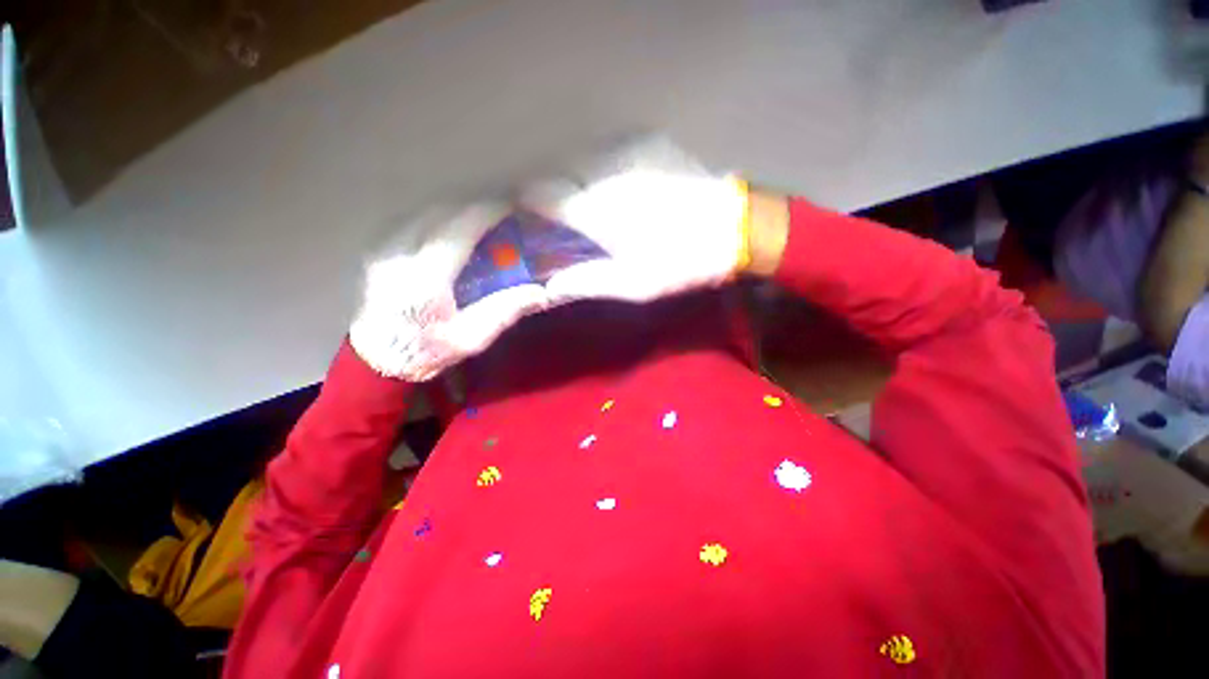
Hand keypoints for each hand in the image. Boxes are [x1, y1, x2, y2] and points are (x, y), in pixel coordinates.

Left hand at [349, 203, 548, 381]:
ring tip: (478, 217)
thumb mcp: (471, 339)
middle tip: (499, 211)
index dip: (486, 212)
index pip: (459, 229)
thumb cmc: (426, 352)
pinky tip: (450, 228)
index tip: (510, 206)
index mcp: (424, 279)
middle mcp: (398, 256)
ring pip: (422, 212)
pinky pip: (410, 221)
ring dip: (454, 209)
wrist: (376, 361)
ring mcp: (382, 250)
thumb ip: (505, 311)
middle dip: (473, 206)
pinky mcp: (377, 251)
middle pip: (440, 213)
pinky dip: (436, 218)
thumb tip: (541, 293)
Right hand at [522, 139, 751, 303]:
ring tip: (595, 206)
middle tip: (566, 219)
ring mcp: (631, 153)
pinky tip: (622, 190)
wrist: (735, 229)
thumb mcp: (634, 285)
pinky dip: (605, 172)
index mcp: (600, 210)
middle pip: (562, 173)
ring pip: (586, 161)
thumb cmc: (682, 262)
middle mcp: (608, 172)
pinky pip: (612, 154)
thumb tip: (550, 286)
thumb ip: (587, 282)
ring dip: (581, 181)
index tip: (530, 218)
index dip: (531, 205)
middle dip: (556, 193)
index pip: (544, 195)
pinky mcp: (651, 144)